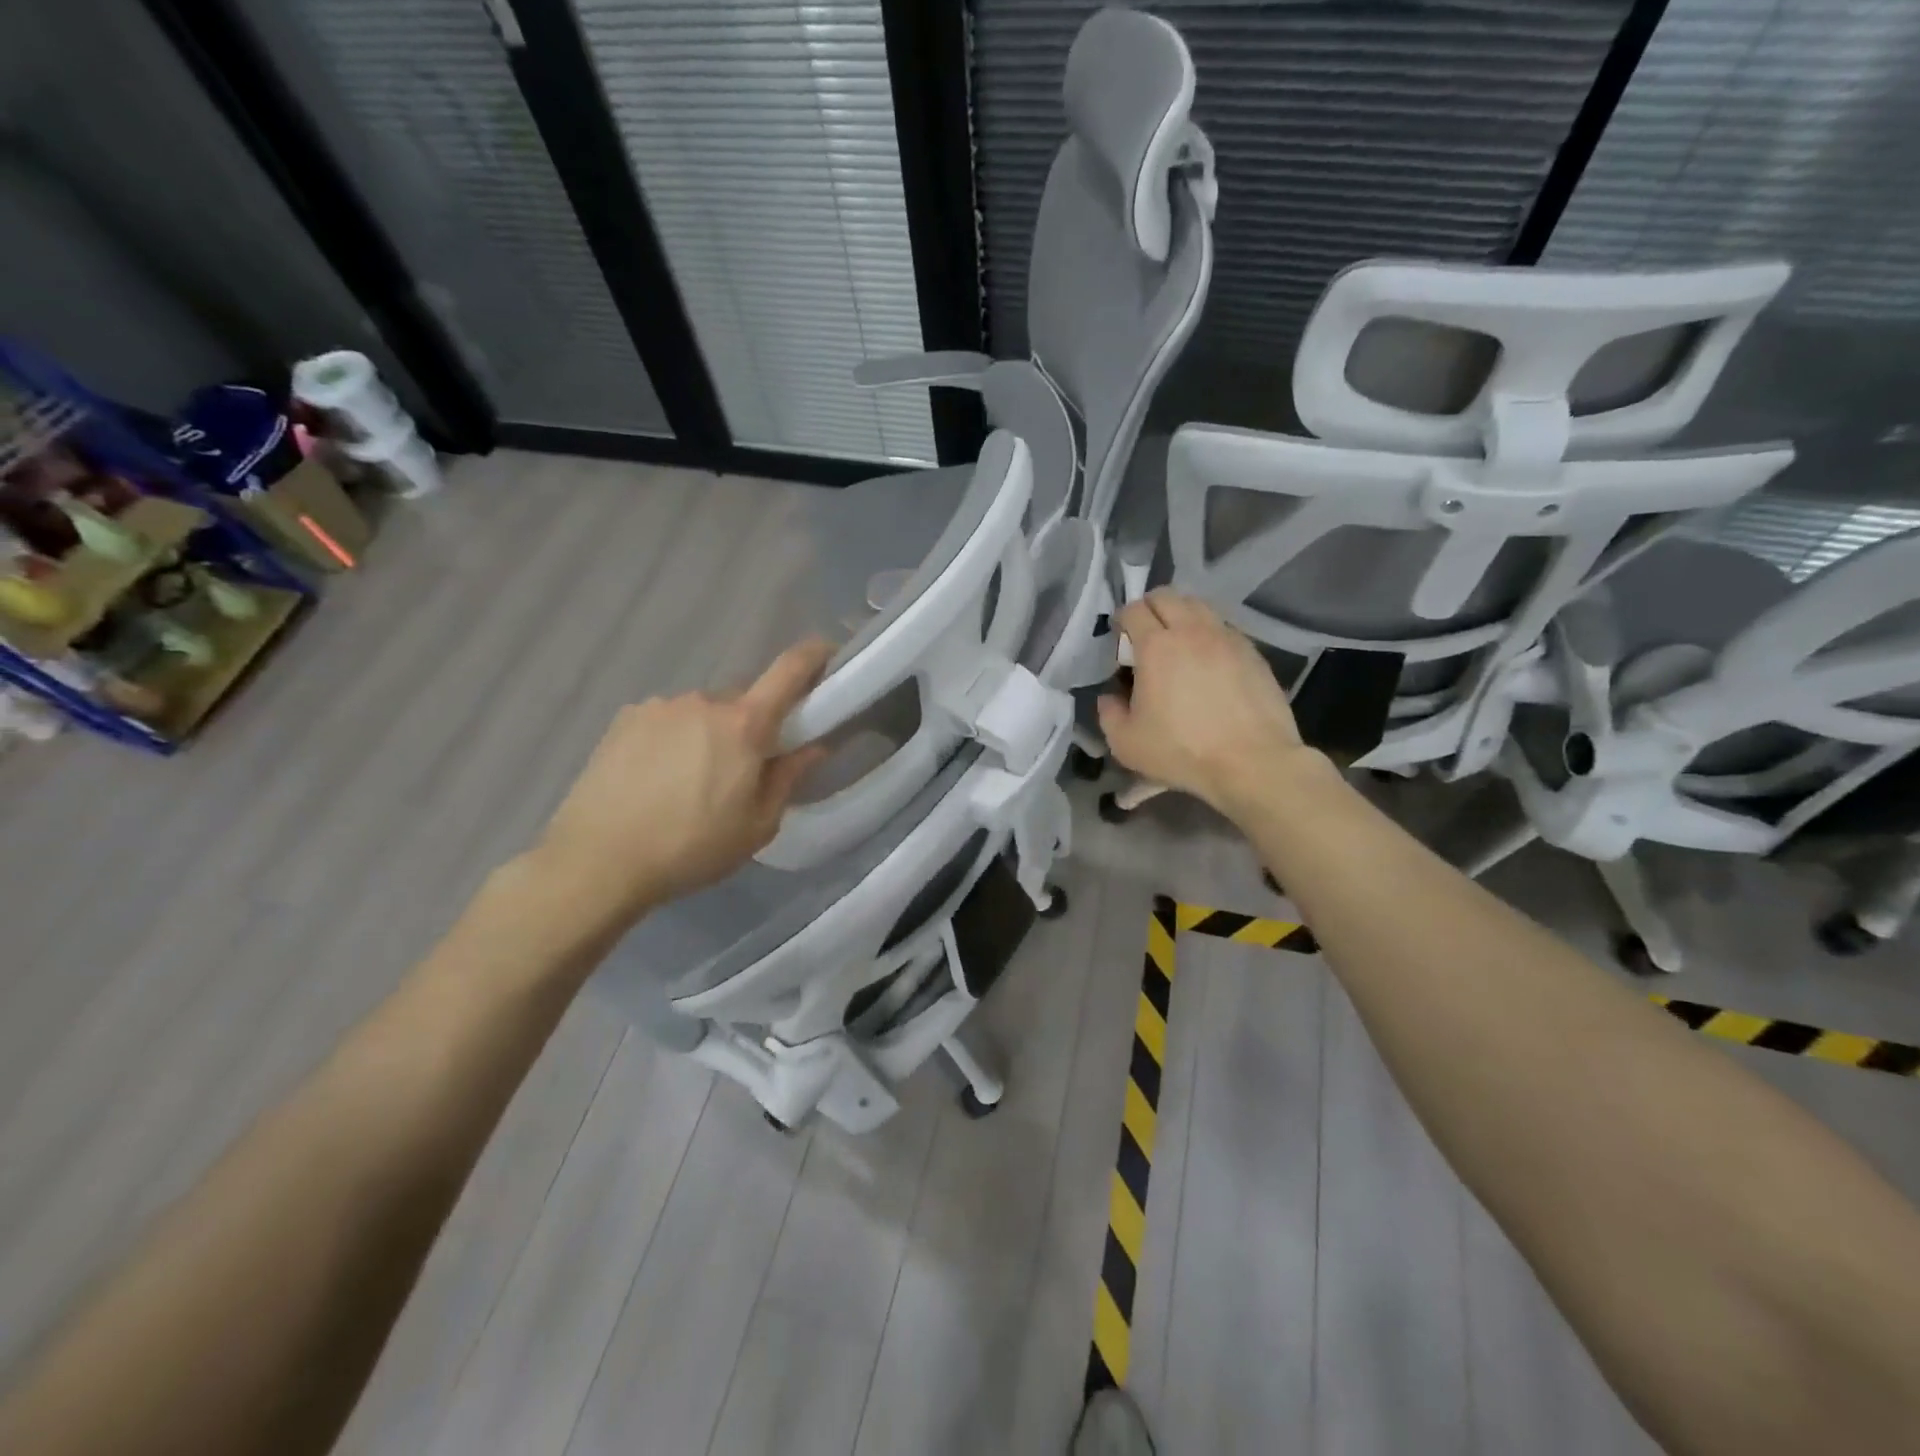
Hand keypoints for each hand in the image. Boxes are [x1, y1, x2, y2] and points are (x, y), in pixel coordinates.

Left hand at [532, 638, 834, 924]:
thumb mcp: (757, 826)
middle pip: (744, 699)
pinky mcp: (626, 718)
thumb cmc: (692, 847)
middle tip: (745, 767)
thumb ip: (789, 778)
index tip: (829, 653)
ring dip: (710, 733)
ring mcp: (660, 706)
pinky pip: (668, 719)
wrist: (598, 860)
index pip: (789, 670)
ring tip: (692, 781)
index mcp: (744, 724)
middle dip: (753, 724)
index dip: (815, 655)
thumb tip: (815, 747)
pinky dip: (675, 738)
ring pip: (703, 711)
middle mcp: (704, 701)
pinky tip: (658, 777)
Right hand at [1097, 590, 1319, 814]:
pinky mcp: (1252, 652)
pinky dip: (1208, 633)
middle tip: (1145, 636)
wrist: (1252, 762)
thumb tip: (1110, 697)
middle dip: (1150, 608)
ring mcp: (1227, 637)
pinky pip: (1223, 627)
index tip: (1120, 642)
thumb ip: (1109, 713)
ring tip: (1178, 643)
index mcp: (1156, 646)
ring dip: (1181, 615)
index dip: (1122, 621)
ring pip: (1199, 606)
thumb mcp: (1126, 743)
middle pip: (1167, 596)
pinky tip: (1208, 661)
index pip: (1134, 610)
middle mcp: (1192, 630)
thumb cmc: (1182, 751)